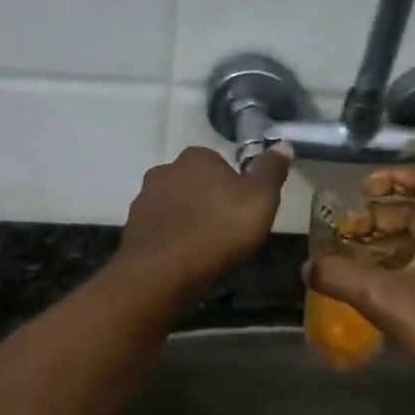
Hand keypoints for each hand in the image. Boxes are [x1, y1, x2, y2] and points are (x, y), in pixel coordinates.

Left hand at [113, 145, 291, 305]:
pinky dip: (171, 240)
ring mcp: (144, 199)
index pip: (219, 164)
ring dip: (188, 221)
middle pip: (195, 184)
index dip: (234, 188)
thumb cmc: (219, 229)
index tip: (243, 212)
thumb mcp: (260, 198)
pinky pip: (159, 229)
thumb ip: (271, 170)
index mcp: (196, 157)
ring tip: (205, 250)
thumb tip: (282, 144)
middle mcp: (165, 170)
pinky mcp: (132, 228)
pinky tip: (183, 260)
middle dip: (208, 202)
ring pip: (174, 206)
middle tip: (226, 232)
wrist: (163, 271)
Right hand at [305, 168, 414, 396]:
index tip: (362, 189)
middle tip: (351, 229)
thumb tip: (308, 267)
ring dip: (392, 241)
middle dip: (383, 216)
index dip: (392, 180)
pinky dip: (406, 262)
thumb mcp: (381, 298)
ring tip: (359, 254)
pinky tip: (382, 283)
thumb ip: (340, 276)